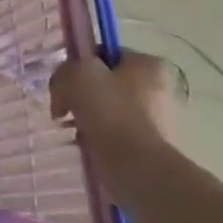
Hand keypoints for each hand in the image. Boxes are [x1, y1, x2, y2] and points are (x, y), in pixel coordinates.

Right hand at [50, 50, 184, 182]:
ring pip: (110, 111)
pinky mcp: (152, 148)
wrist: (138, 169)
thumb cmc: (110, 113)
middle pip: (106, 83)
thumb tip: (63, 89)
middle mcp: (160, 88)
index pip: (104, 54)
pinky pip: (117, 136)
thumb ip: (64, 71)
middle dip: (83, 95)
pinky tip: (88, 146)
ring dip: (89, 118)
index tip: (65, 84)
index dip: (79, 65)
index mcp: (148, 64)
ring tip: (75, 132)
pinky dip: (100, 139)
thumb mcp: (76, 76)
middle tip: (65, 108)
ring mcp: (159, 120)